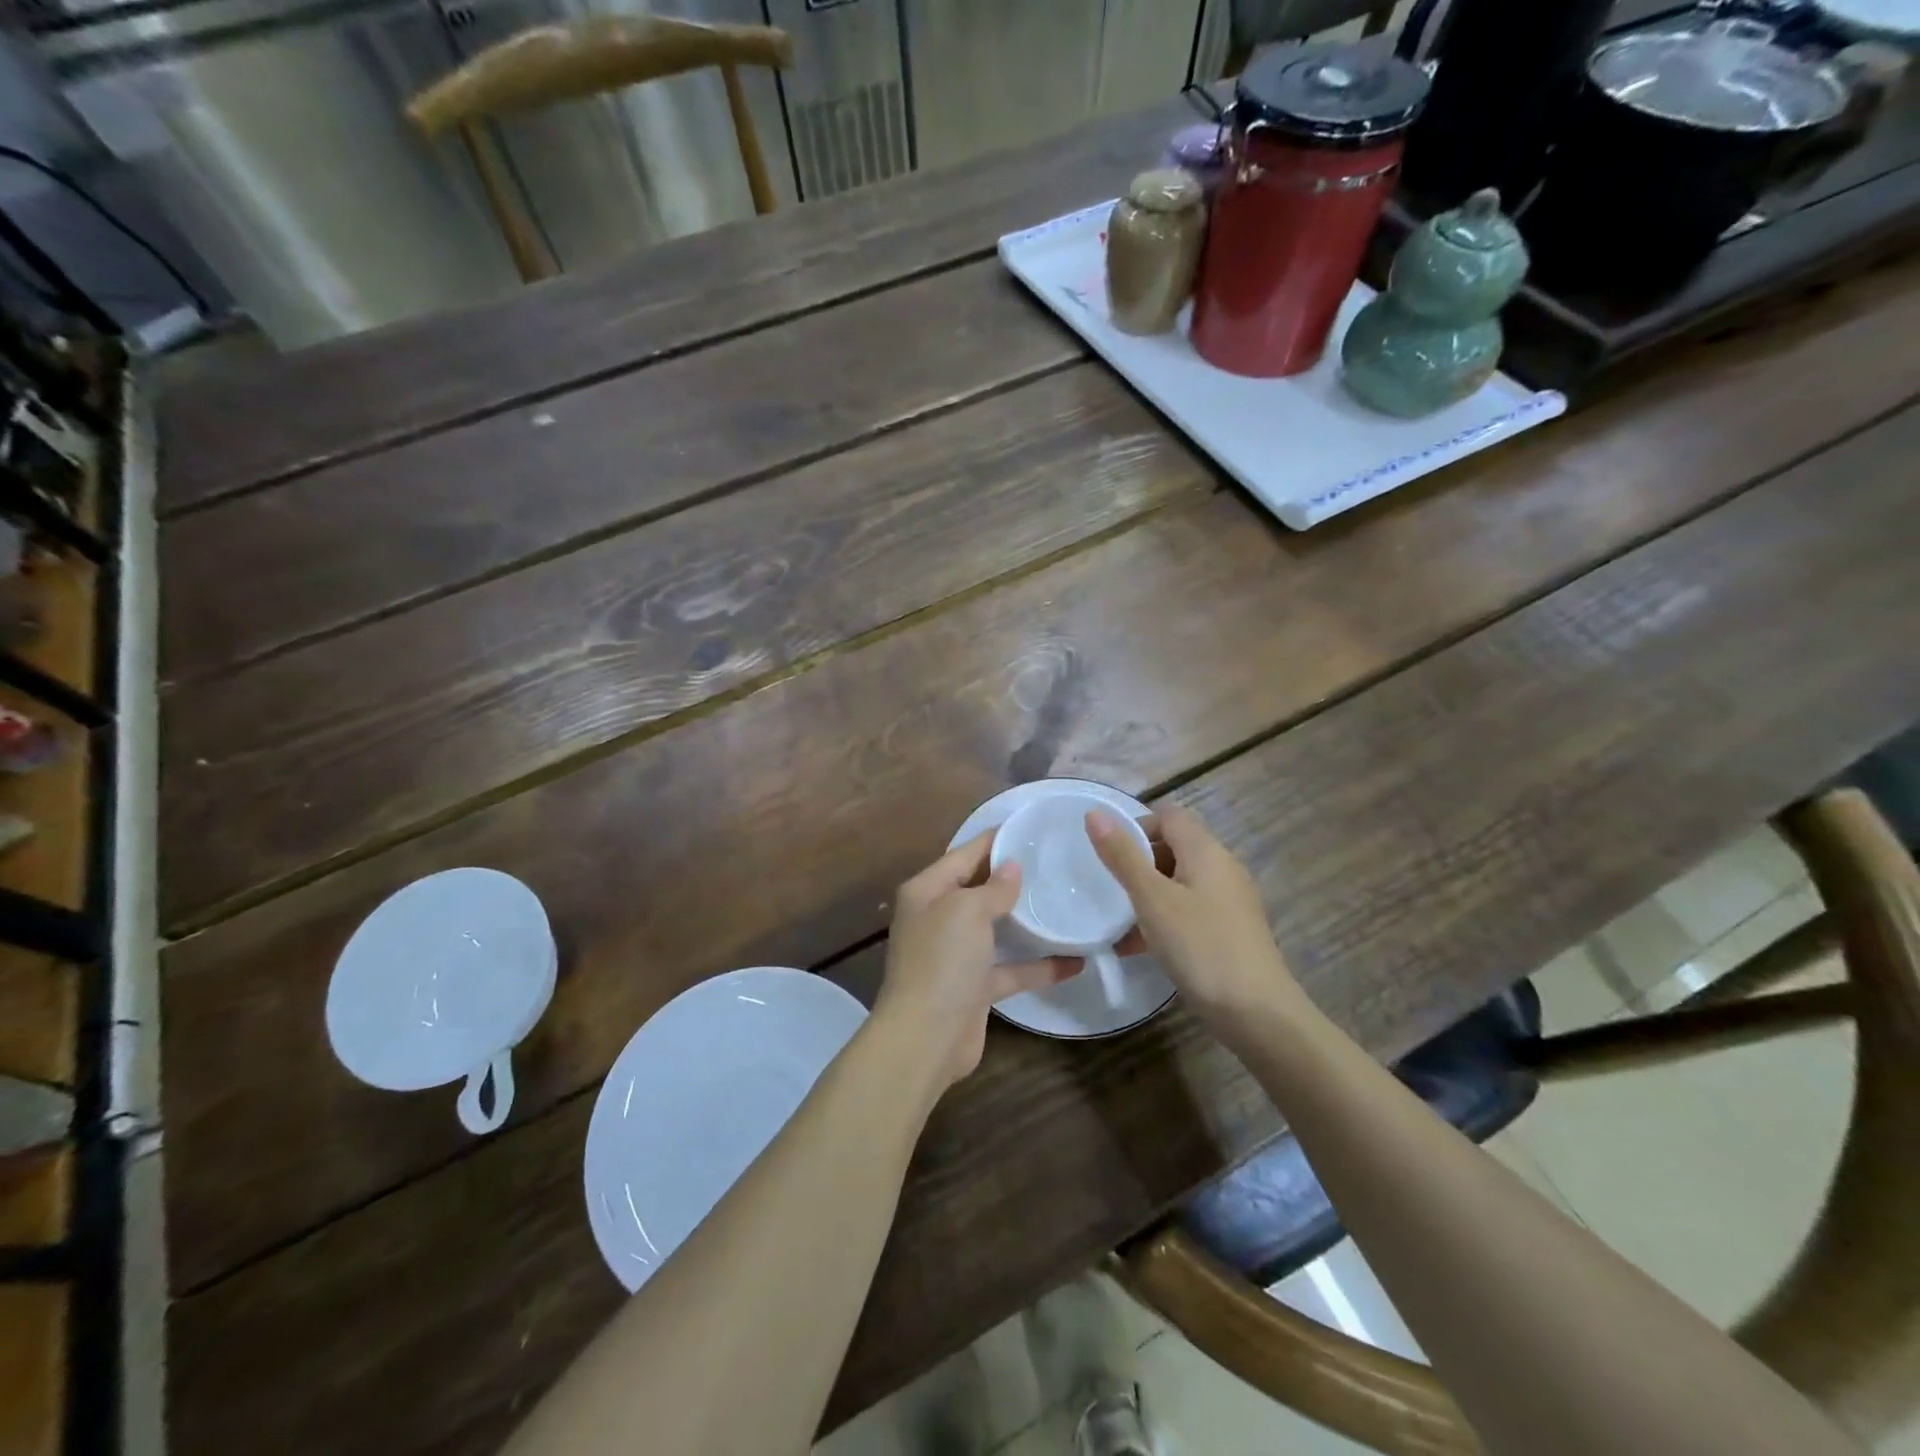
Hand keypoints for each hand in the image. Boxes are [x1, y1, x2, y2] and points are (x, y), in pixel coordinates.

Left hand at [874, 833, 1074, 1090]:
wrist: (926, 1039)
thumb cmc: (943, 961)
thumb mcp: (967, 911)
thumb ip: (993, 887)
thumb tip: (1012, 867)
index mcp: (927, 891)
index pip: (964, 854)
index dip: (995, 840)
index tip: (1030, 828)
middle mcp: (938, 918)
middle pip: (979, 889)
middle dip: (1013, 878)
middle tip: (1055, 863)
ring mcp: (956, 954)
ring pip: (996, 928)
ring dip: (1026, 920)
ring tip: (1066, 903)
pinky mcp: (975, 987)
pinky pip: (1010, 968)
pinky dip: (1038, 966)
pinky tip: (1074, 961)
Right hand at [1088, 803, 1309, 1025]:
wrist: (1257, 1013)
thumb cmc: (1200, 946)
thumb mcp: (1152, 899)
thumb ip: (1122, 856)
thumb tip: (1094, 813)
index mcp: (1206, 851)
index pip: (1169, 816)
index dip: (1137, 827)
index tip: (1111, 857)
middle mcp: (1223, 867)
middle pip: (1174, 847)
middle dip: (1139, 864)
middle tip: (1112, 891)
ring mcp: (1231, 900)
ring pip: (1180, 882)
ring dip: (1149, 895)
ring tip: (1120, 925)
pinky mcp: (1232, 930)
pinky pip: (1192, 910)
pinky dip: (1166, 919)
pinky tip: (1143, 948)